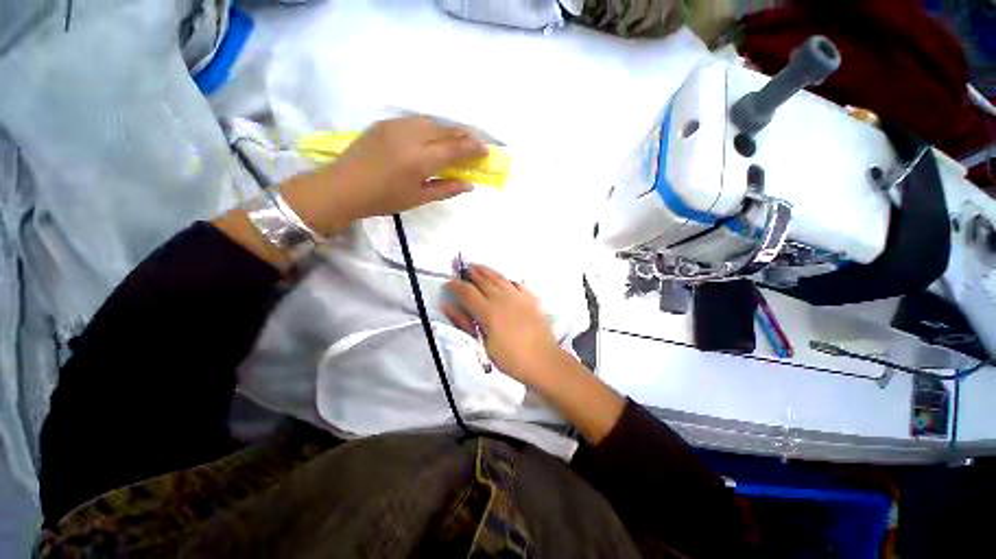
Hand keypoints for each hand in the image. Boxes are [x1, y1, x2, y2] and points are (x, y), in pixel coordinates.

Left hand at [283, 117, 487, 235]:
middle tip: (474, 145)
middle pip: (445, 130)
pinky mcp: (385, 123)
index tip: (485, 151)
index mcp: (421, 159)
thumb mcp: (419, 198)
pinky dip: (429, 127)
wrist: (344, 186)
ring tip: (453, 142)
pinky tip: (429, 138)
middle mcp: (411, 136)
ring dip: (447, 130)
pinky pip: (415, 121)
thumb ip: (446, 189)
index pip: (455, 148)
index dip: (473, 148)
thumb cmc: (384, 199)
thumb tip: (469, 184)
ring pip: (431, 122)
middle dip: (464, 136)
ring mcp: (396, 126)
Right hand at [444, 265, 563, 385]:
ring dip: (486, 270)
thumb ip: (465, 322)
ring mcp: (519, 296)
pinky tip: (503, 279)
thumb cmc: (510, 358)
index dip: (456, 286)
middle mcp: (503, 298)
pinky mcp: (531, 298)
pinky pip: (516, 283)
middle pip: (483, 280)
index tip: (448, 282)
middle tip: (461, 268)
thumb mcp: (483, 344)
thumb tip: (449, 306)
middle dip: (470, 273)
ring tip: (477, 266)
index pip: (467, 292)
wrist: (543, 360)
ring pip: (499, 277)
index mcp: (488, 311)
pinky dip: (506, 279)